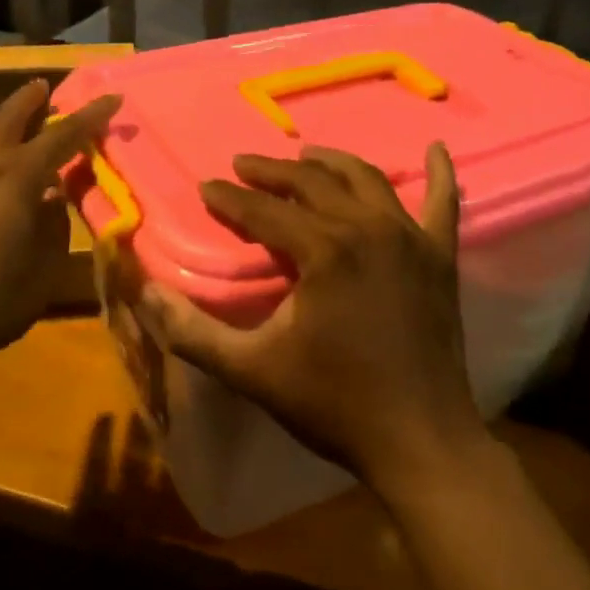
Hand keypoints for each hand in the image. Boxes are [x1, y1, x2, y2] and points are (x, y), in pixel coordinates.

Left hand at [0, 79, 119, 377]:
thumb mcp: (42, 270)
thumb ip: (54, 227)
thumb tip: (53, 199)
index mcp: (16, 178)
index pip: (62, 136)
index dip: (91, 116)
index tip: (113, 97)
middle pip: (7, 119)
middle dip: (30, 100)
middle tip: (45, 86)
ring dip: (0, 118)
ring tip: (14, 115)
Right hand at [134, 143, 488, 498]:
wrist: (420, 440)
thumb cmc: (334, 403)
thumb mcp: (252, 370)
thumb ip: (193, 332)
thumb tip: (144, 293)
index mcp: (324, 250)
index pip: (264, 210)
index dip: (230, 199)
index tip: (206, 187)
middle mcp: (368, 228)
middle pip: (312, 184)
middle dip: (272, 172)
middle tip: (243, 166)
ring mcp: (410, 239)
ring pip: (366, 181)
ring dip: (332, 164)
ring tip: (305, 157)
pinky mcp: (440, 257)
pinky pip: (444, 203)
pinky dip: (439, 174)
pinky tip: (435, 149)